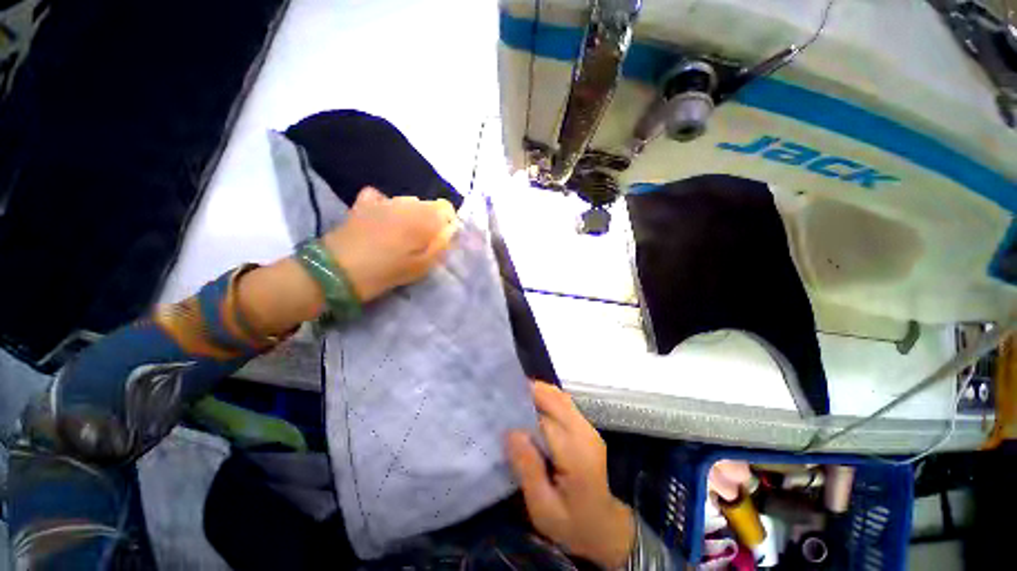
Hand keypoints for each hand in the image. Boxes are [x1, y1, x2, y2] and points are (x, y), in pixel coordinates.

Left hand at [322, 187, 456, 301]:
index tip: (441, 239)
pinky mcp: (363, 204)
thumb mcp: (421, 266)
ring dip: (410, 216)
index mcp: (423, 217)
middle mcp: (406, 203)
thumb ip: (440, 245)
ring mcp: (383, 201)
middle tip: (420, 243)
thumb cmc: (386, 271)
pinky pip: (382, 198)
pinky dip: (387, 207)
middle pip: (427, 205)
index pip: (446, 207)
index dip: (447, 222)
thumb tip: (449, 230)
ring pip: (407, 203)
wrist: (337, 270)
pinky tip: (382, 220)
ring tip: (399, 236)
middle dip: (429, 221)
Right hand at [506, 383, 635, 569]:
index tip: (499, 405)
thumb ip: (528, 469)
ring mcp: (588, 427)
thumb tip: (511, 432)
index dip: (522, 410)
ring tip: (514, 398)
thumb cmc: (572, 524)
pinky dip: (546, 398)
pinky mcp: (586, 427)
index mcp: (575, 453)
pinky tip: (530, 407)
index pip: (544, 419)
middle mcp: (584, 432)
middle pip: (555, 398)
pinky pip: (563, 403)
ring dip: (537, 392)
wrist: (605, 528)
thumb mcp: (543, 508)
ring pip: (560, 397)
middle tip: (504, 395)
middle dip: (529, 391)